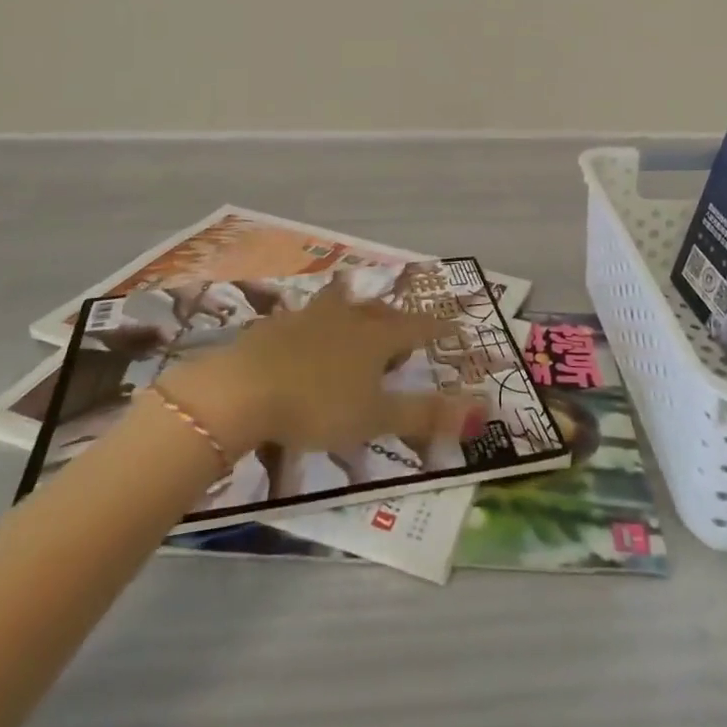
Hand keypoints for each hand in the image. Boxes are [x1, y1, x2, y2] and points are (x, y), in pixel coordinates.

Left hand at [156, 277, 475, 457]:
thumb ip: (424, 414)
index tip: (451, 326)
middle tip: (402, 335)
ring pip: (341, 308)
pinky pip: (306, 319)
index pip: (416, 328)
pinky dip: (316, 326)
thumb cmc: (318, 406)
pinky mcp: (275, 326)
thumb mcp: (375, 418)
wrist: (244, 389)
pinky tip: (306, 339)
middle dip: (394, 322)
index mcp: (375, 338)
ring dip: (354, 314)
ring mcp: (308, 317)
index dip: (435, 329)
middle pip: (378, 313)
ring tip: (356, 322)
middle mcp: (346, 318)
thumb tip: (481, 408)